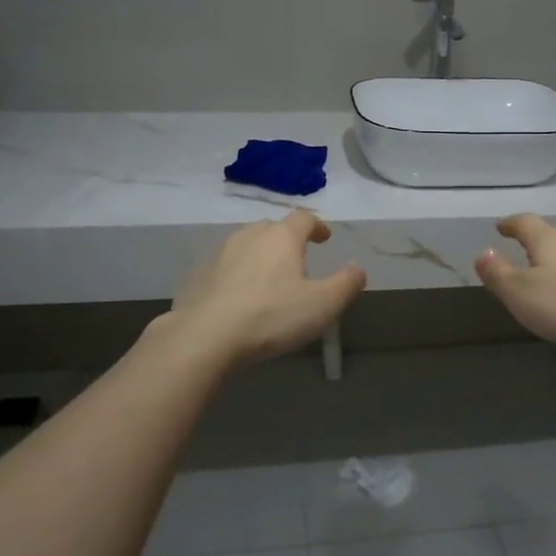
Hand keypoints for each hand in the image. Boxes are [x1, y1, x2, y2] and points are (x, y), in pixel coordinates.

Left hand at [169, 211, 366, 367]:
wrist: (205, 336)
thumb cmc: (271, 316)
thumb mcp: (323, 305)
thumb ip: (346, 283)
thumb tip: (358, 268)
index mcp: (281, 237)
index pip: (303, 219)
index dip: (317, 226)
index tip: (324, 238)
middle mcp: (249, 235)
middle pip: (272, 228)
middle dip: (287, 240)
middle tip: (297, 259)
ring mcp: (219, 253)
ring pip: (245, 245)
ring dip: (259, 256)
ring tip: (268, 278)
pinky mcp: (197, 275)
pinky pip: (224, 267)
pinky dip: (235, 274)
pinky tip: (238, 297)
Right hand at [475, 215, 555, 358]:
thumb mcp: (518, 292)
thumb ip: (498, 273)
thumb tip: (483, 253)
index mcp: (548, 240)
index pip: (525, 223)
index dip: (510, 224)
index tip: (500, 226)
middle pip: (550, 235)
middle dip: (533, 241)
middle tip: (520, 249)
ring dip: (555, 259)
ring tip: (545, 271)